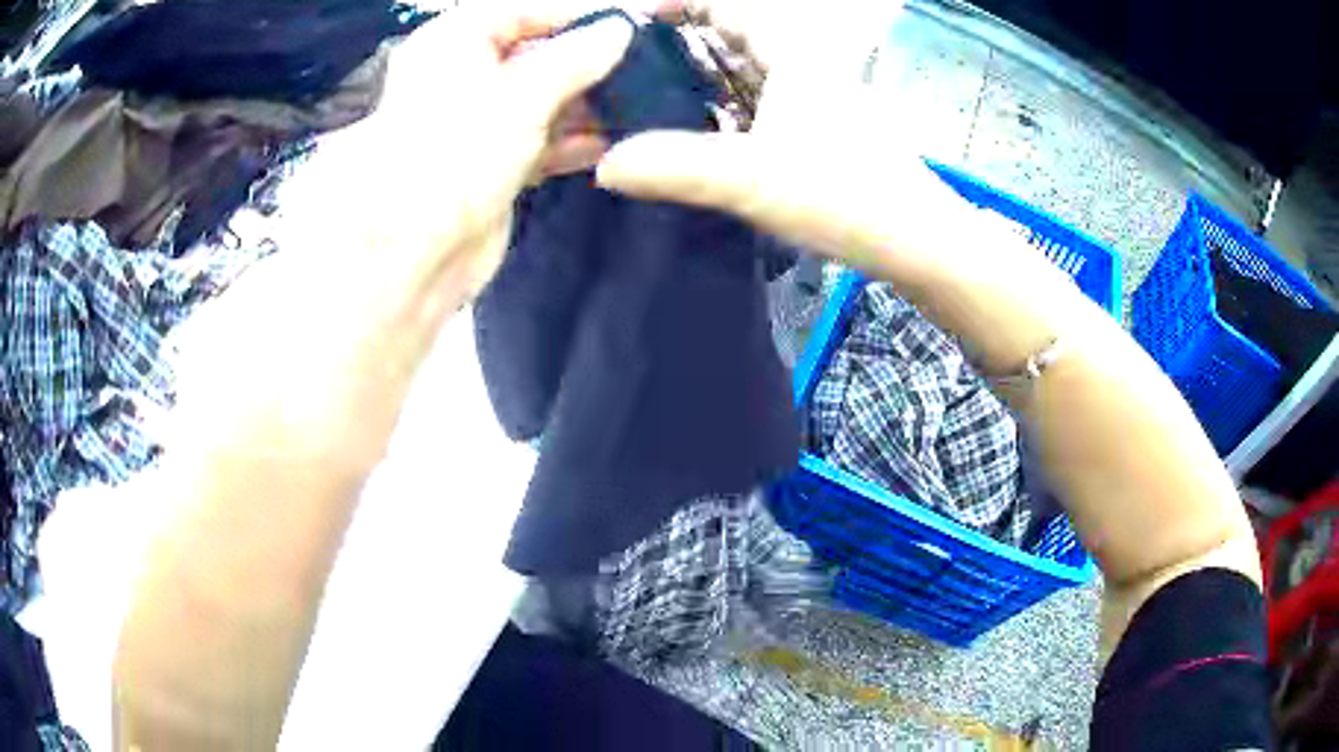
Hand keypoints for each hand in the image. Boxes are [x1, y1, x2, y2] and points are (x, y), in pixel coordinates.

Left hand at [172, 5, 633, 467]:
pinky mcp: (490, 164)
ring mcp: (477, 122)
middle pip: (537, 53)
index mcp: (454, 41)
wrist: (412, 253)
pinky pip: (540, 137)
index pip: (526, 11)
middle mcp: (462, 74)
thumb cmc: (455, 152)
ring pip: (542, 97)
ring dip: (587, 101)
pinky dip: (573, 139)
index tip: (635, 24)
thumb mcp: (521, 94)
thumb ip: (574, 59)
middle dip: (589, 60)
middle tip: (647, 65)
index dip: (580, 15)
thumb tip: (618, 30)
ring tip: (642, 101)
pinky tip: (614, 140)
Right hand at [594, 0, 1020, 282]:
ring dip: (706, 77)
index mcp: (794, 53)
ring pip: (753, 70)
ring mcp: (821, 97)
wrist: (918, 241)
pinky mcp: (827, 129)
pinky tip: (707, 132)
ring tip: (655, 98)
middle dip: (685, 42)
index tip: (634, 22)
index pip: (730, 5)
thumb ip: (673, 167)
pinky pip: (767, 102)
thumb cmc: (844, 196)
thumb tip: (604, 167)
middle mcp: (809, 65)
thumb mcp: (750, 179)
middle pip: (738, 34)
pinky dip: (732, 108)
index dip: (680, 4)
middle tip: (633, 67)